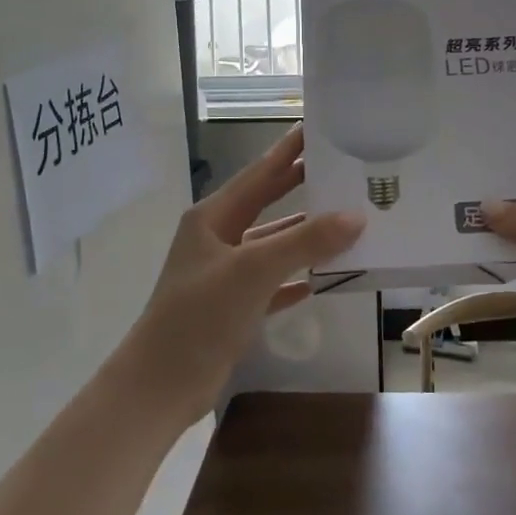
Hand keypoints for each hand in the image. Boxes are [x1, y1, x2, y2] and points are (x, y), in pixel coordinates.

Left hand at [133, 124, 362, 424]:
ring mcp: (225, 273)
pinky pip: (273, 281)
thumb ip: (304, 242)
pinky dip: (297, 275)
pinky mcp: (233, 306)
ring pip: (272, 243)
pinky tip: (324, 275)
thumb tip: (356, 217)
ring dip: (305, 235)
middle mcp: (217, 238)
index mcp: (213, 217)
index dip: (287, 150)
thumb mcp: (253, 271)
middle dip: (299, 185)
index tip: (316, 127)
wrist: (159, 387)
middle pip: (265, 202)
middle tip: (340, 166)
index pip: (258, 173)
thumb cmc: (199, 316)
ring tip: (346, 219)